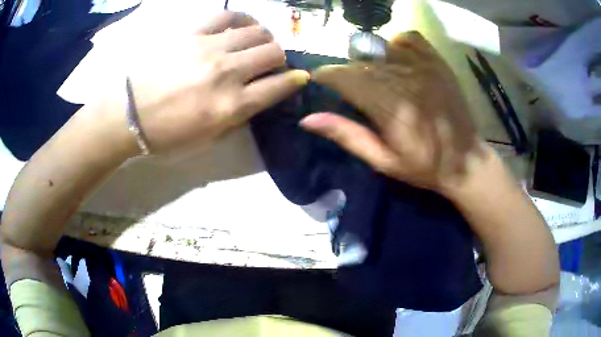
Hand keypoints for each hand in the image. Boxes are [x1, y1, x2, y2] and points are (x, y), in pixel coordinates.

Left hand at [127, 11, 308, 153]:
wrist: (125, 114)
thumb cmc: (164, 134)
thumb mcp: (205, 140)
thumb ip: (236, 118)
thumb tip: (256, 97)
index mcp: (230, 106)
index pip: (279, 86)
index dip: (294, 81)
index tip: (298, 78)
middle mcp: (227, 72)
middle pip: (273, 53)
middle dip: (279, 58)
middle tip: (270, 63)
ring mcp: (209, 48)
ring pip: (257, 31)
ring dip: (264, 38)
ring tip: (255, 43)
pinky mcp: (192, 32)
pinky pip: (227, 15)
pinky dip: (241, 19)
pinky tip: (240, 26)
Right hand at [301, 31, 482, 193]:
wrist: (466, 161)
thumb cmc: (424, 165)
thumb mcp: (382, 160)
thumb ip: (347, 135)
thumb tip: (307, 119)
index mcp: (387, 106)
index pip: (344, 77)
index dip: (327, 75)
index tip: (321, 80)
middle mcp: (403, 79)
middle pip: (360, 61)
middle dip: (348, 71)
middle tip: (352, 88)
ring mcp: (423, 66)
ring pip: (381, 48)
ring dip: (369, 58)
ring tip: (374, 75)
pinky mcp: (437, 62)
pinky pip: (409, 38)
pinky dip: (397, 43)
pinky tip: (397, 57)